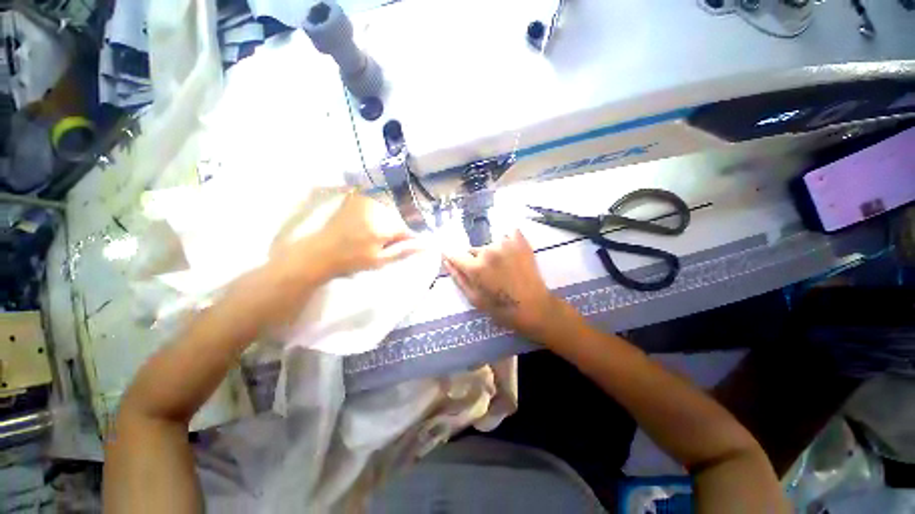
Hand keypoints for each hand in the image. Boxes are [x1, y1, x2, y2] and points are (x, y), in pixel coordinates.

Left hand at [248, 192, 423, 328]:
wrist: (320, 252)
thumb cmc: (351, 261)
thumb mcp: (380, 260)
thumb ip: (403, 251)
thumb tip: (427, 245)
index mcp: (383, 227)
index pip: (407, 230)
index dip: (407, 240)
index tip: (401, 247)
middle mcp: (377, 210)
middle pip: (397, 220)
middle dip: (395, 231)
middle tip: (382, 244)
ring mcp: (365, 203)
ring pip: (387, 212)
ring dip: (385, 223)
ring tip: (371, 237)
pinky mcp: (356, 200)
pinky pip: (376, 205)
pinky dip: (377, 214)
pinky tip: (366, 226)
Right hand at [444, 229, 559, 338]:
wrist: (534, 308)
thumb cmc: (502, 308)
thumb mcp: (474, 299)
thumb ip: (458, 278)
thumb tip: (446, 261)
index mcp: (475, 268)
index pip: (455, 255)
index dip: (452, 258)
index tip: (453, 260)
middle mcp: (488, 251)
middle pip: (474, 251)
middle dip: (476, 260)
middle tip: (489, 275)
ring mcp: (506, 244)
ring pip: (490, 245)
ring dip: (492, 253)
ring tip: (504, 268)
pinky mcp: (521, 241)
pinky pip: (508, 234)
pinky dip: (508, 242)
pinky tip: (513, 254)